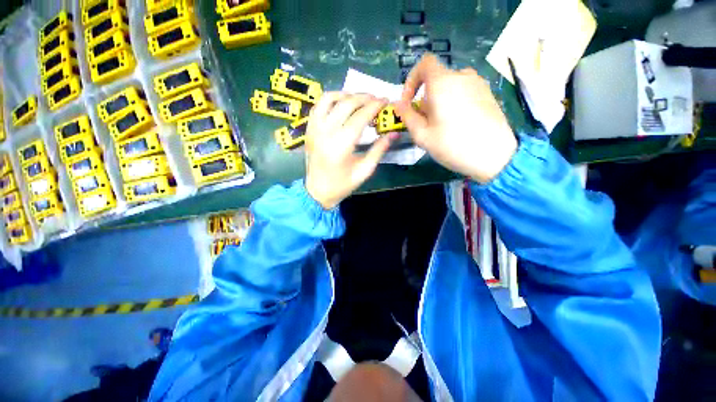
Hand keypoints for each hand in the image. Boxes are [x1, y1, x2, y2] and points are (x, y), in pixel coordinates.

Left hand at [305, 92, 396, 208]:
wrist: (317, 191)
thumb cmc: (342, 185)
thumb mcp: (364, 170)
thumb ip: (379, 150)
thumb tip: (393, 134)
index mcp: (341, 145)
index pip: (360, 116)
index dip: (374, 106)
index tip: (385, 101)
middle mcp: (325, 132)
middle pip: (346, 104)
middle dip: (364, 98)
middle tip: (376, 99)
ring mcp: (314, 129)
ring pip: (329, 99)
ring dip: (346, 95)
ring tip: (359, 99)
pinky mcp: (308, 129)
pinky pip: (319, 106)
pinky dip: (331, 100)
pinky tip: (341, 104)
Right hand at [394, 53, 516, 183]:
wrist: (495, 155)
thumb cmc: (453, 145)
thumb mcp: (422, 135)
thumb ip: (407, 116)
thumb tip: (398, 104)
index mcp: (443, 82)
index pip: (424, 64)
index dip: (412, 80)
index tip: (409, 101)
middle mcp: (462, 75)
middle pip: (436, 80)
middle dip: (425, 99)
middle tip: (425, 123)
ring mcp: (478, 83)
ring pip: (449, 87)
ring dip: (439, 102)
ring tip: (441, 126)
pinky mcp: (487, 93)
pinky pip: (463, 91)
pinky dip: (454, 102)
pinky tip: (458, 124)